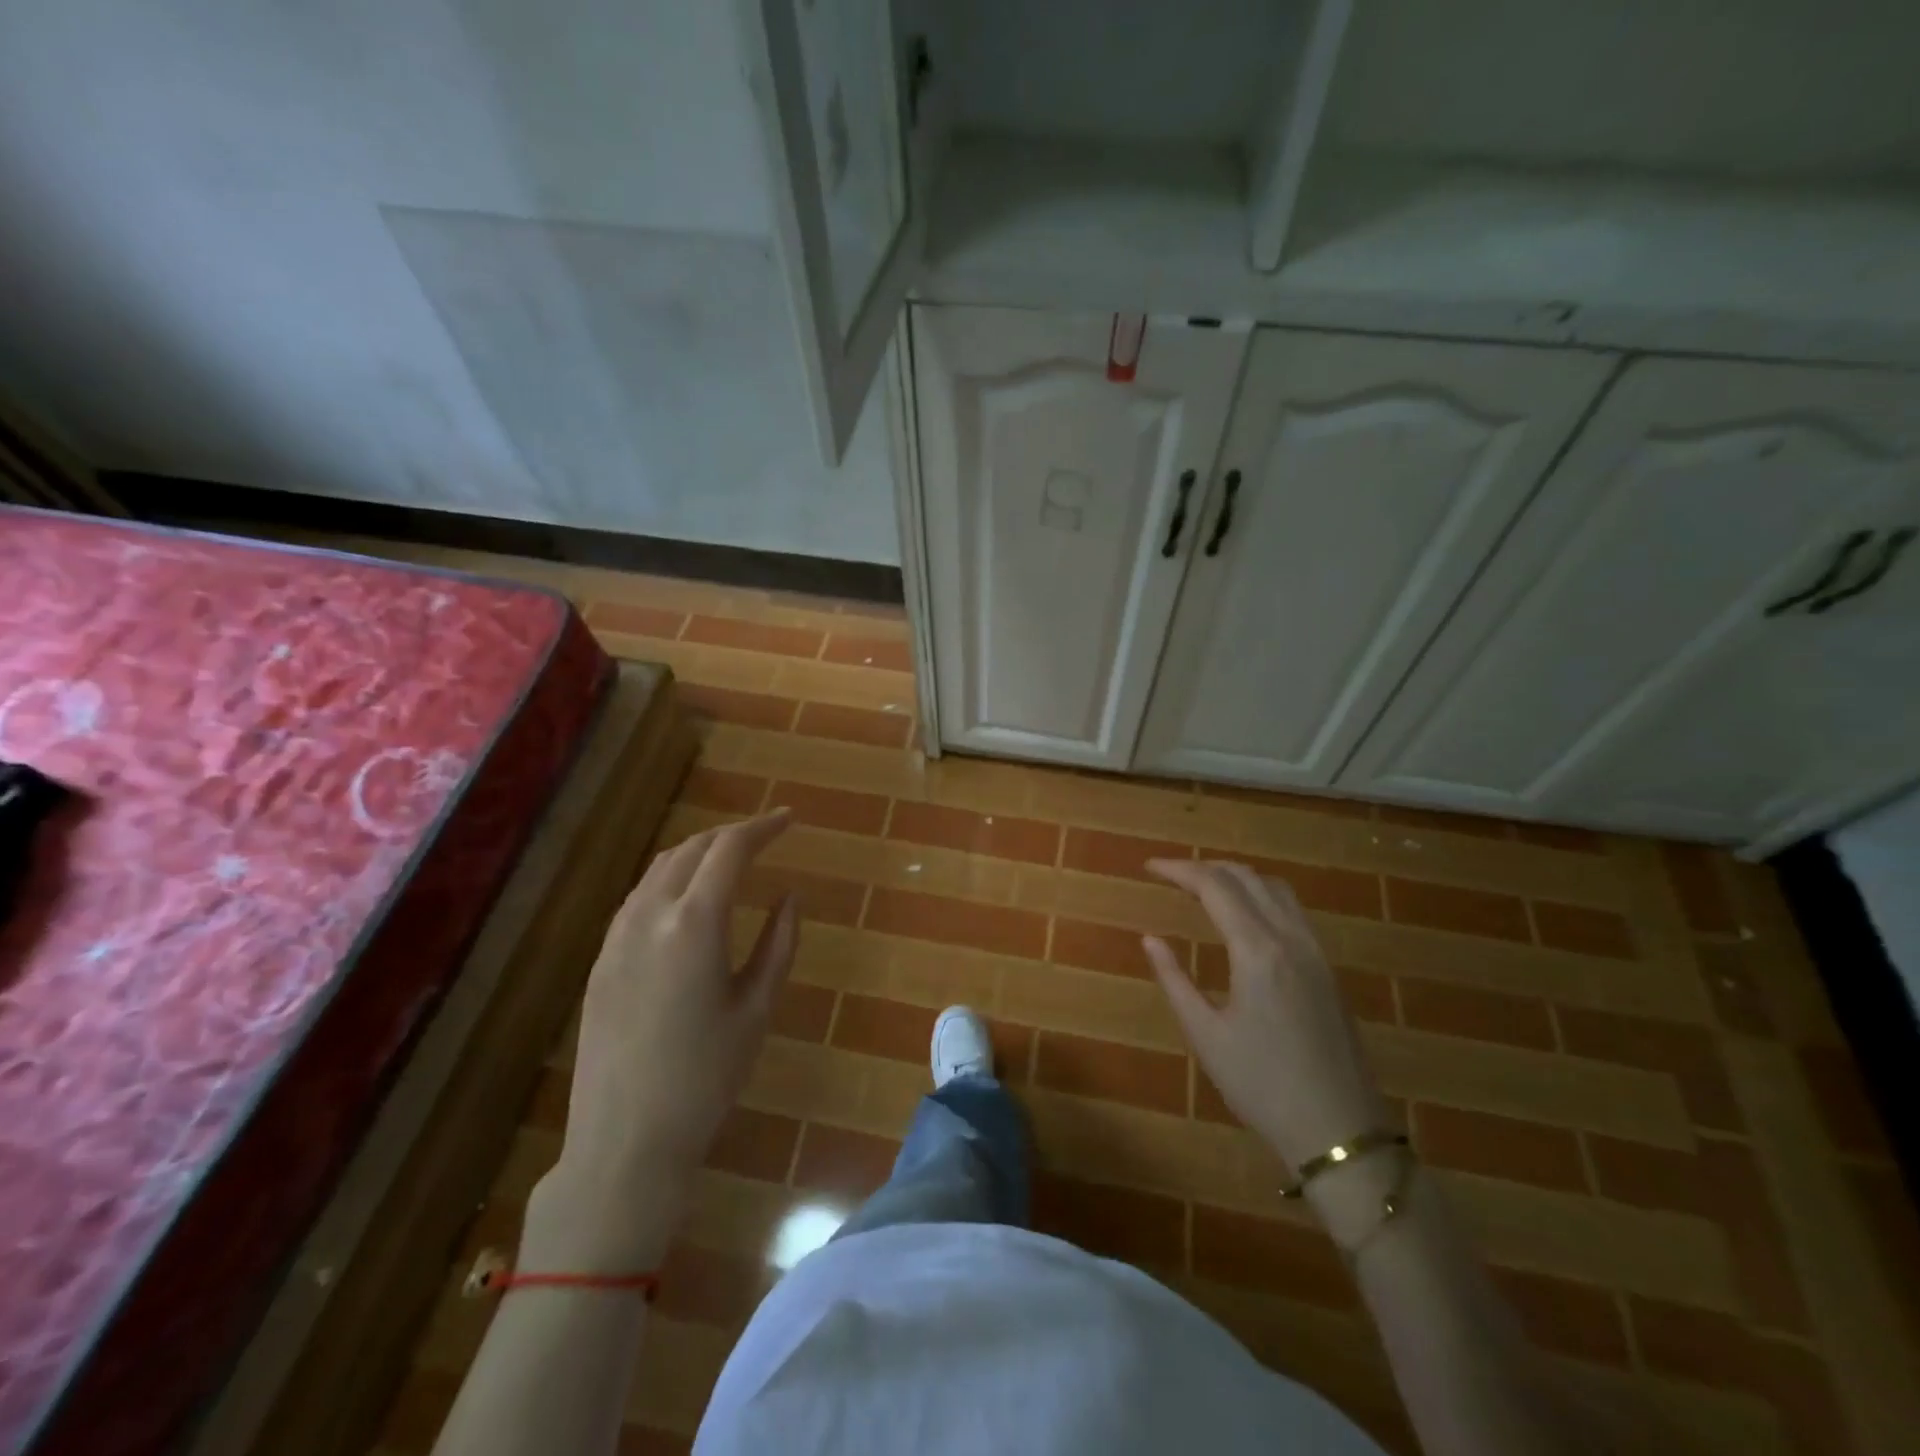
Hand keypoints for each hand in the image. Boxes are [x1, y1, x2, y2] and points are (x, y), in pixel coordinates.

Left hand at [523, 809, 798, 1269]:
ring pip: (660, 869)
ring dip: (698, 853)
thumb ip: (778, 942)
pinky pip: (638, 897)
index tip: (789, 819)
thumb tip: (790, 896)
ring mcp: (617, 937)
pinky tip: (687, 899)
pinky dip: (670, 879)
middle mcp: (649, 916)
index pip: (730, 850)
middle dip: (732, 835)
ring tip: (730, 860)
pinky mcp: (601, 960)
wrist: (625, 1141)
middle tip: (766, 836)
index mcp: (694, 924)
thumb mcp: (757, 1007)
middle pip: (692, 849)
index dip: (763, 827)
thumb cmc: (707, 1076)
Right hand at [1143, 860, 1388, 1177]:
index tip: (1149, 867)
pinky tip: (1245, 916)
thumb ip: (1175, 979)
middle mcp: (1290, 938)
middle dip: (1205, 867)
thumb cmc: (1262, 1086)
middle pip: (1246, 877)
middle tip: (1171, 875)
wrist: (1340, 1130)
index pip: (1214, 887)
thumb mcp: (1206, 1035)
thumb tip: (1150, 938)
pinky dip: (1261, 894)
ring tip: (1204, 887)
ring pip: (1275, 888)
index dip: (1179, 870)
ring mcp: (1315, 952)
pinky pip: (1292, 910)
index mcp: (1257, 951)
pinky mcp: (1327, 968)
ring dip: (1236, 876)